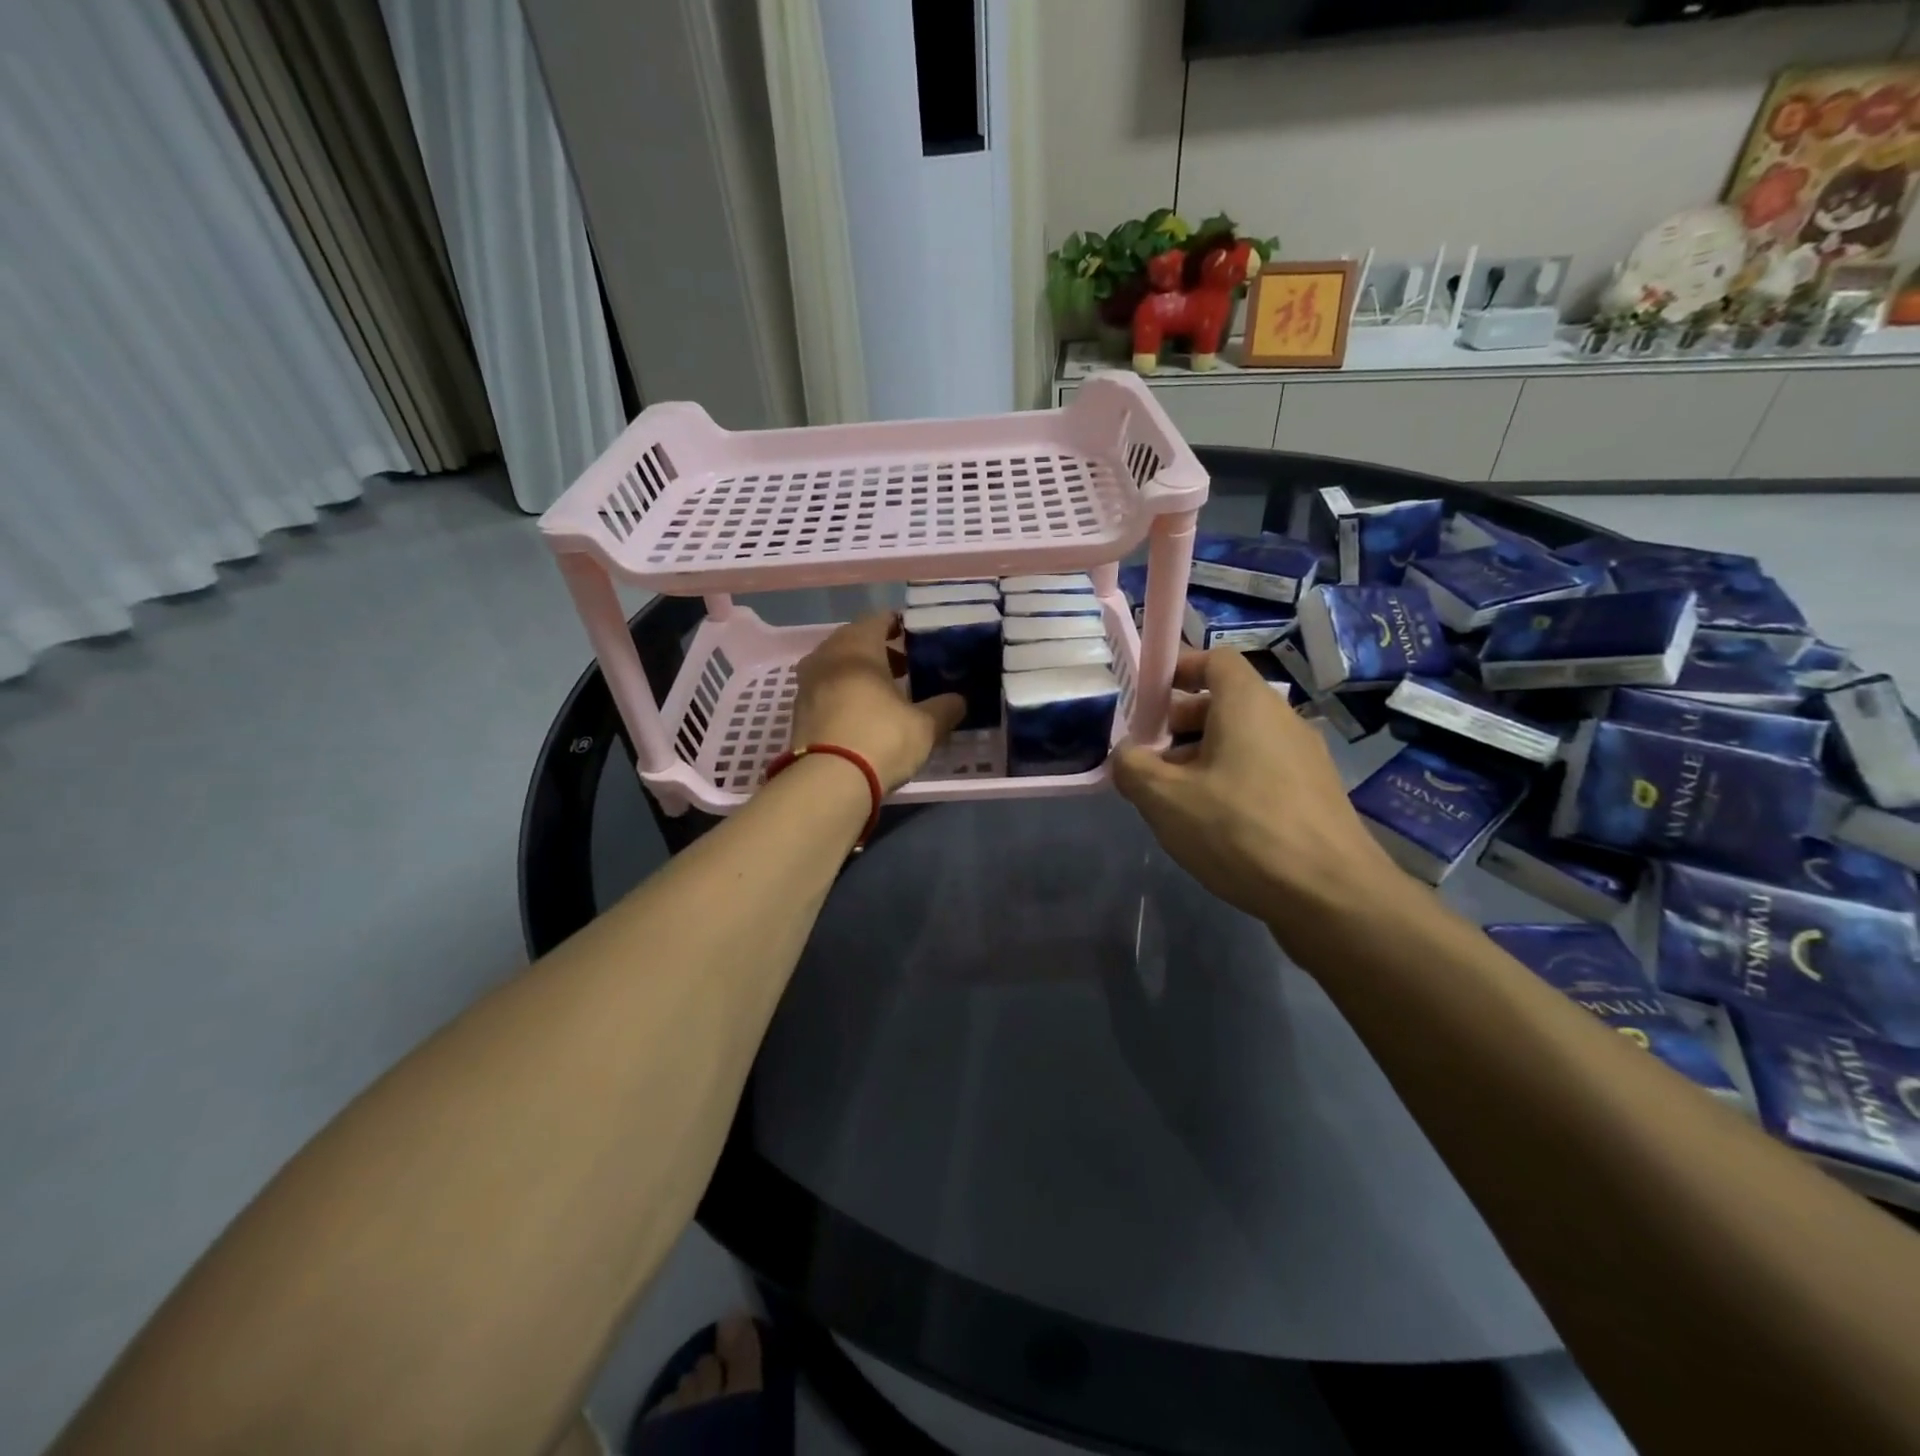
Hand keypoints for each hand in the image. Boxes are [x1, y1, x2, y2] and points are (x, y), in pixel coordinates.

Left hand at [788, 613, 963, 792]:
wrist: (827, 782)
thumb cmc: (880, 739)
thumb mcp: (925, 726)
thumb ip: (945, 708)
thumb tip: (960, 700)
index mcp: (857, 647)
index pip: (878, 620)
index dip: (899, 625)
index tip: (917, 637)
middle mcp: (826, 657)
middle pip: (854, 641)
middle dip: (879, 650)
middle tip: (906, 665)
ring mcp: (807, 684)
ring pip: (837, 666)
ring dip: (860, 672)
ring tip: (886, 691)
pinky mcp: (799, 712)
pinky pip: (825, 690)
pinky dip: (844, 692)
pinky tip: (863, 712)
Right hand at [1113, 648, 1397, 932]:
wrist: (1332, 895)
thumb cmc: (1241, 830)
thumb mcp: (1165, 799)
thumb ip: (1132, 767)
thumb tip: (1126, 754)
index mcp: (1248, 704)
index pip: (1214, 660)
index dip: (1177, 669)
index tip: (1145, 698)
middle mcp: (1282, 720)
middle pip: (1224, 702)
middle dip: (1179, 723)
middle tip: (1148, 758)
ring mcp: (1304, 758)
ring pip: (1241, 740)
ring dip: (1201, 757)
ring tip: (1173, 799)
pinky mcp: (1314, 795)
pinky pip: (1261, 770)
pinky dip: (1230, 781)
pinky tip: (1212, 825)